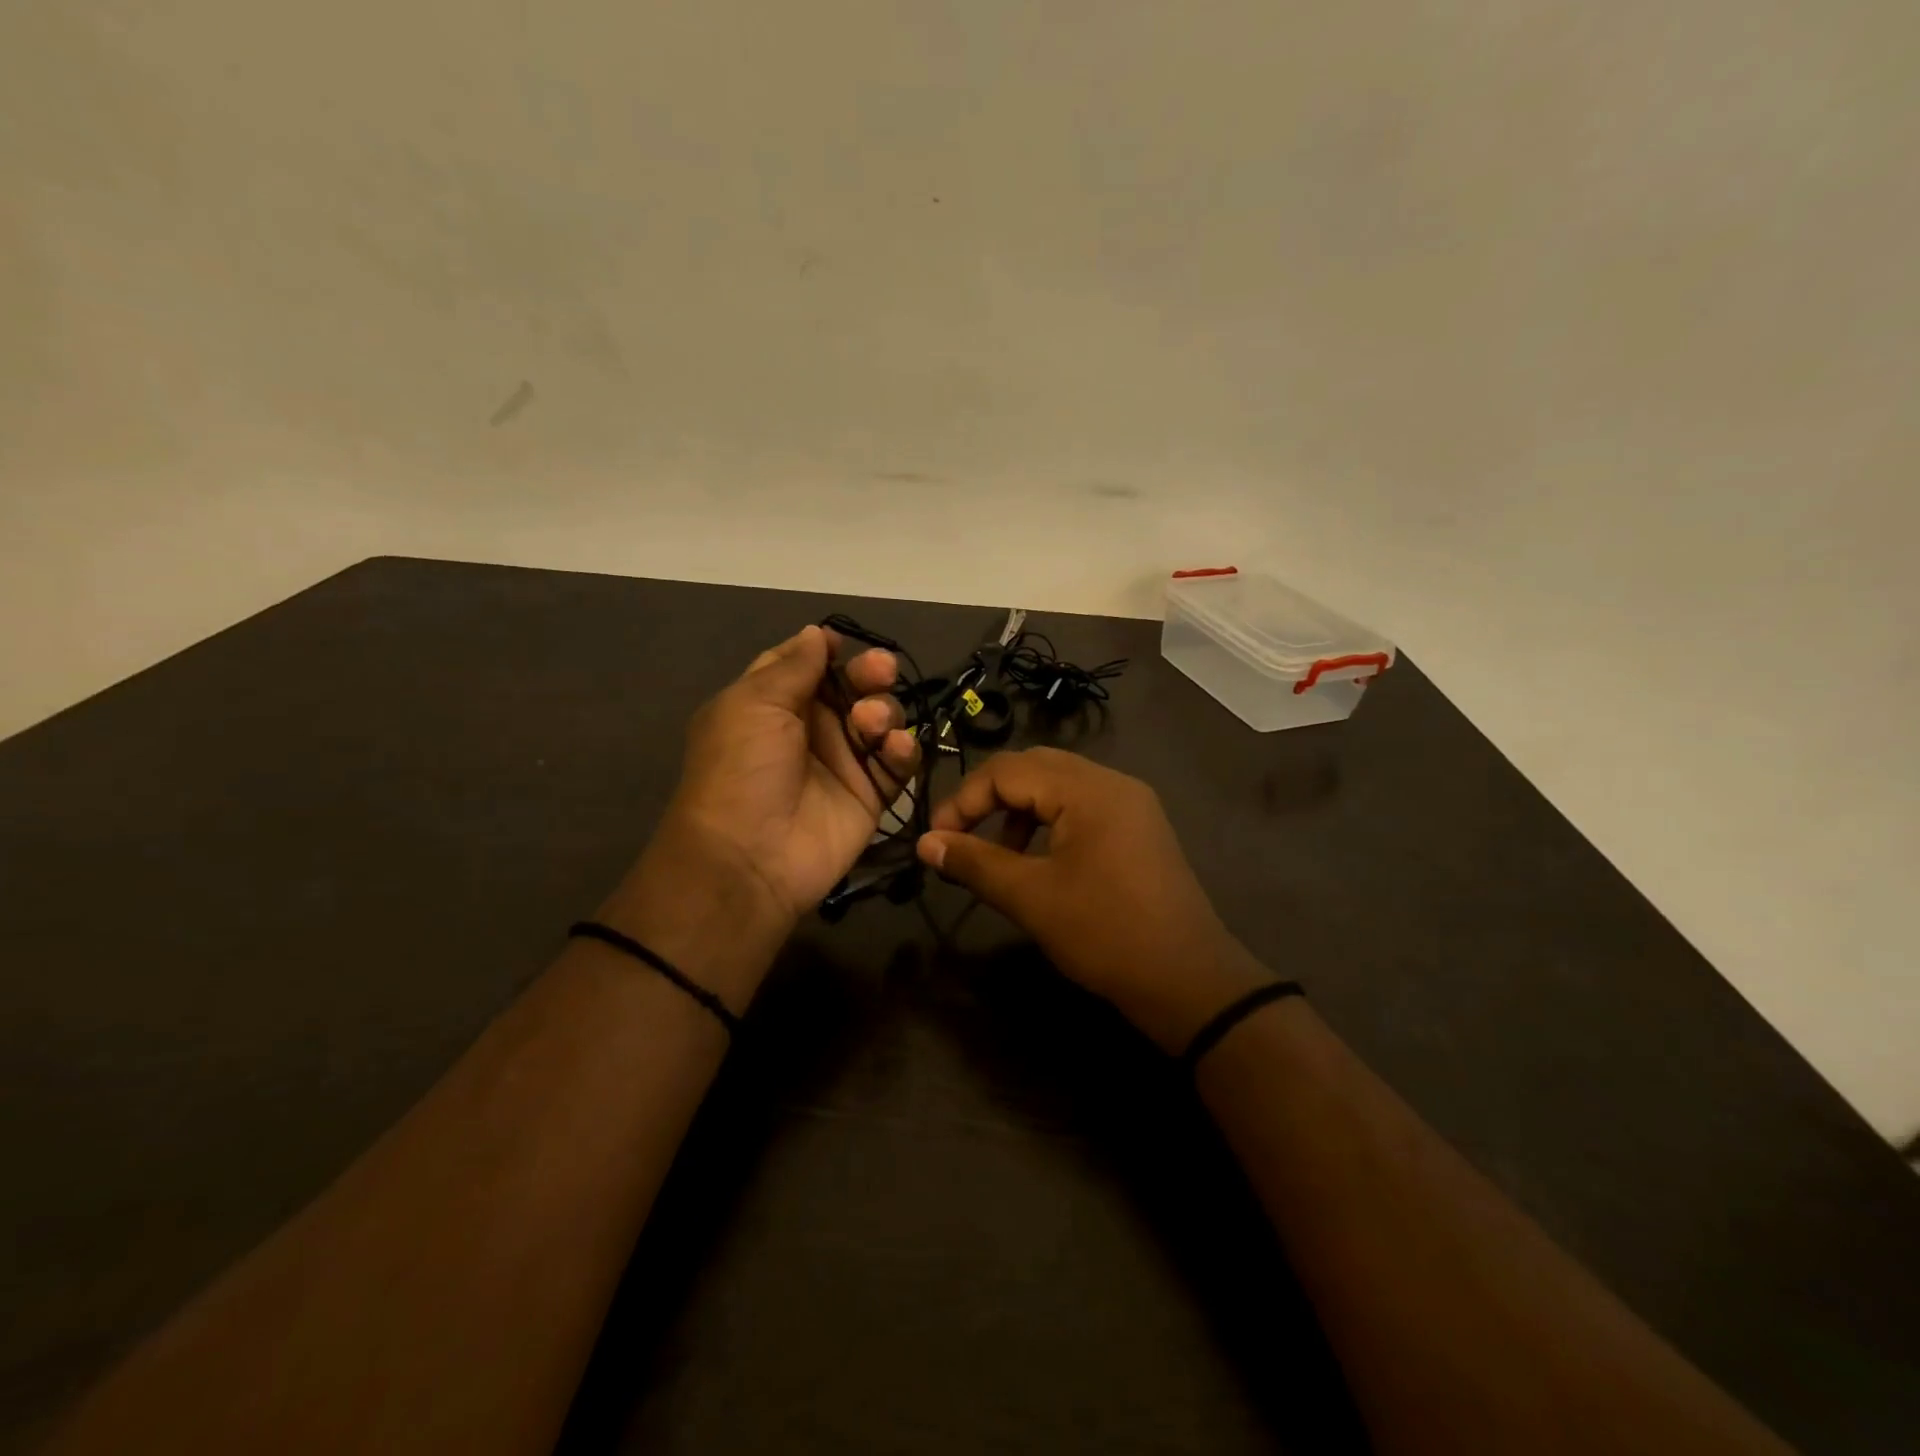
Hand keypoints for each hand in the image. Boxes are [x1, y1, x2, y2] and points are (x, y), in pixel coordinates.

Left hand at [664, 624, 917, 919]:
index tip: (845, 645)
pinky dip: (902, 750)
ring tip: (870, 724)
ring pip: (881, 719)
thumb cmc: (741, 769)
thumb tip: (817, 632)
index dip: (827, 653)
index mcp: (773, 703)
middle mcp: (811, 728)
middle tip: (880, 672)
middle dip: (870, 674)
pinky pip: (898, 762)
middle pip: (853, 687)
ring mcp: (844, 762)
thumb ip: (793, 666)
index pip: (807, 666)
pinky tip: (894, 749)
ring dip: (884, 712)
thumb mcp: (753, 704)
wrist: (750, 857)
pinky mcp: (871, 793)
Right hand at [917, 748, 1269, 1051]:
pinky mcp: (1139, 827)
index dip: (963, 801)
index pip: (1007, 770)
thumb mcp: (1031, 897)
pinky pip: (1082, 805)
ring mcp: (1131, 803)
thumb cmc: (1105, 934)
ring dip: (1019, 809)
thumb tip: (925, 843)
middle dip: (989, 798)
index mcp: (1088, 789)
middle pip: (1033, 767)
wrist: (1189, 982)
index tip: (937, 840)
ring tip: (998, 852)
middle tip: (959, 836)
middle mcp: (1112, 782)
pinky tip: (1038, 858)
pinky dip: (1049, 821)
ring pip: (1058, 785)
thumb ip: (974, 863)